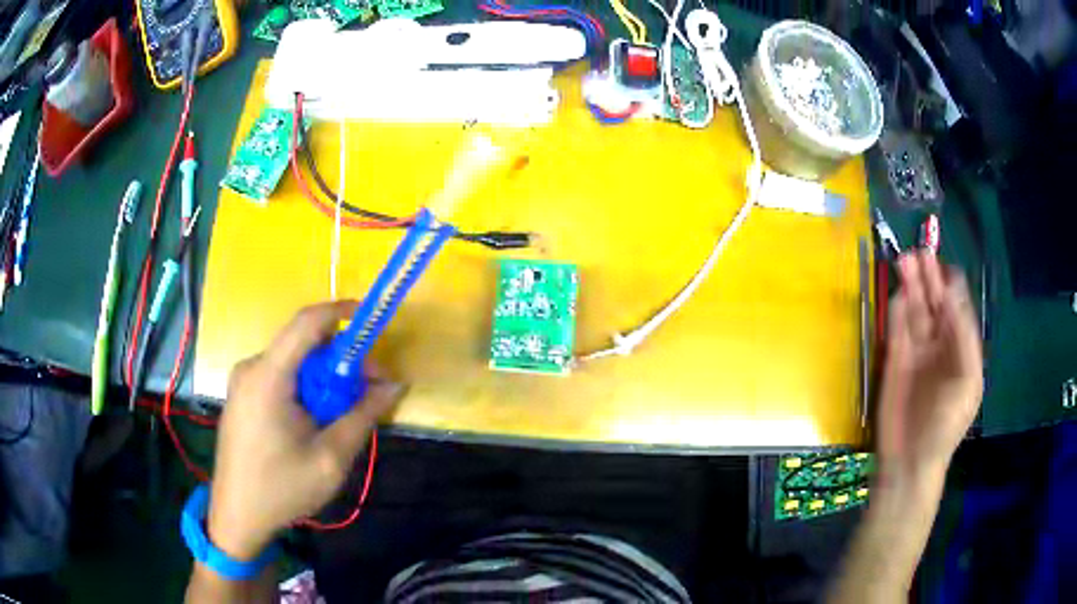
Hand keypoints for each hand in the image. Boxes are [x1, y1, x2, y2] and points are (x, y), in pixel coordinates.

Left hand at [207, 301, 403, 559]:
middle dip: (341, 359)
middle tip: (372, 388)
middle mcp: (252, 368)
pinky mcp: (243, 395)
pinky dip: (306, 387)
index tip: (372, 320)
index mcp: (268, 377)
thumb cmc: (282, 489)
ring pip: (294, 362)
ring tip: (346, 411)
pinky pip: (281, 377)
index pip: (307, 322)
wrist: (237, 516)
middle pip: (303, 344)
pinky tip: (318, 419)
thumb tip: (395, 384)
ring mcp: (244, 381)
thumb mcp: (331, 457)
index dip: (341, 311)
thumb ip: (363, 415)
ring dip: (325, 378)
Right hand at [877, 251, 982, 488]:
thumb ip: (963, 335)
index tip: (942, 264)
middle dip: (928, 278)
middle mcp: (938, 343)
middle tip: (919, 252)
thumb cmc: (946, 424)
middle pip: (933, 303)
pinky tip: (896, 294)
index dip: (950, 284)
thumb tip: (953, 292)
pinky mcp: (893, 360)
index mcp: (960, 347)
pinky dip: (896, 311)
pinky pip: (896, 329)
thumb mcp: (967, 380)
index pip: (956, 307)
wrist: (911, 460)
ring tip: (904, 260)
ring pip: (913, 311)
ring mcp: (915, 351)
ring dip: (909, 287)